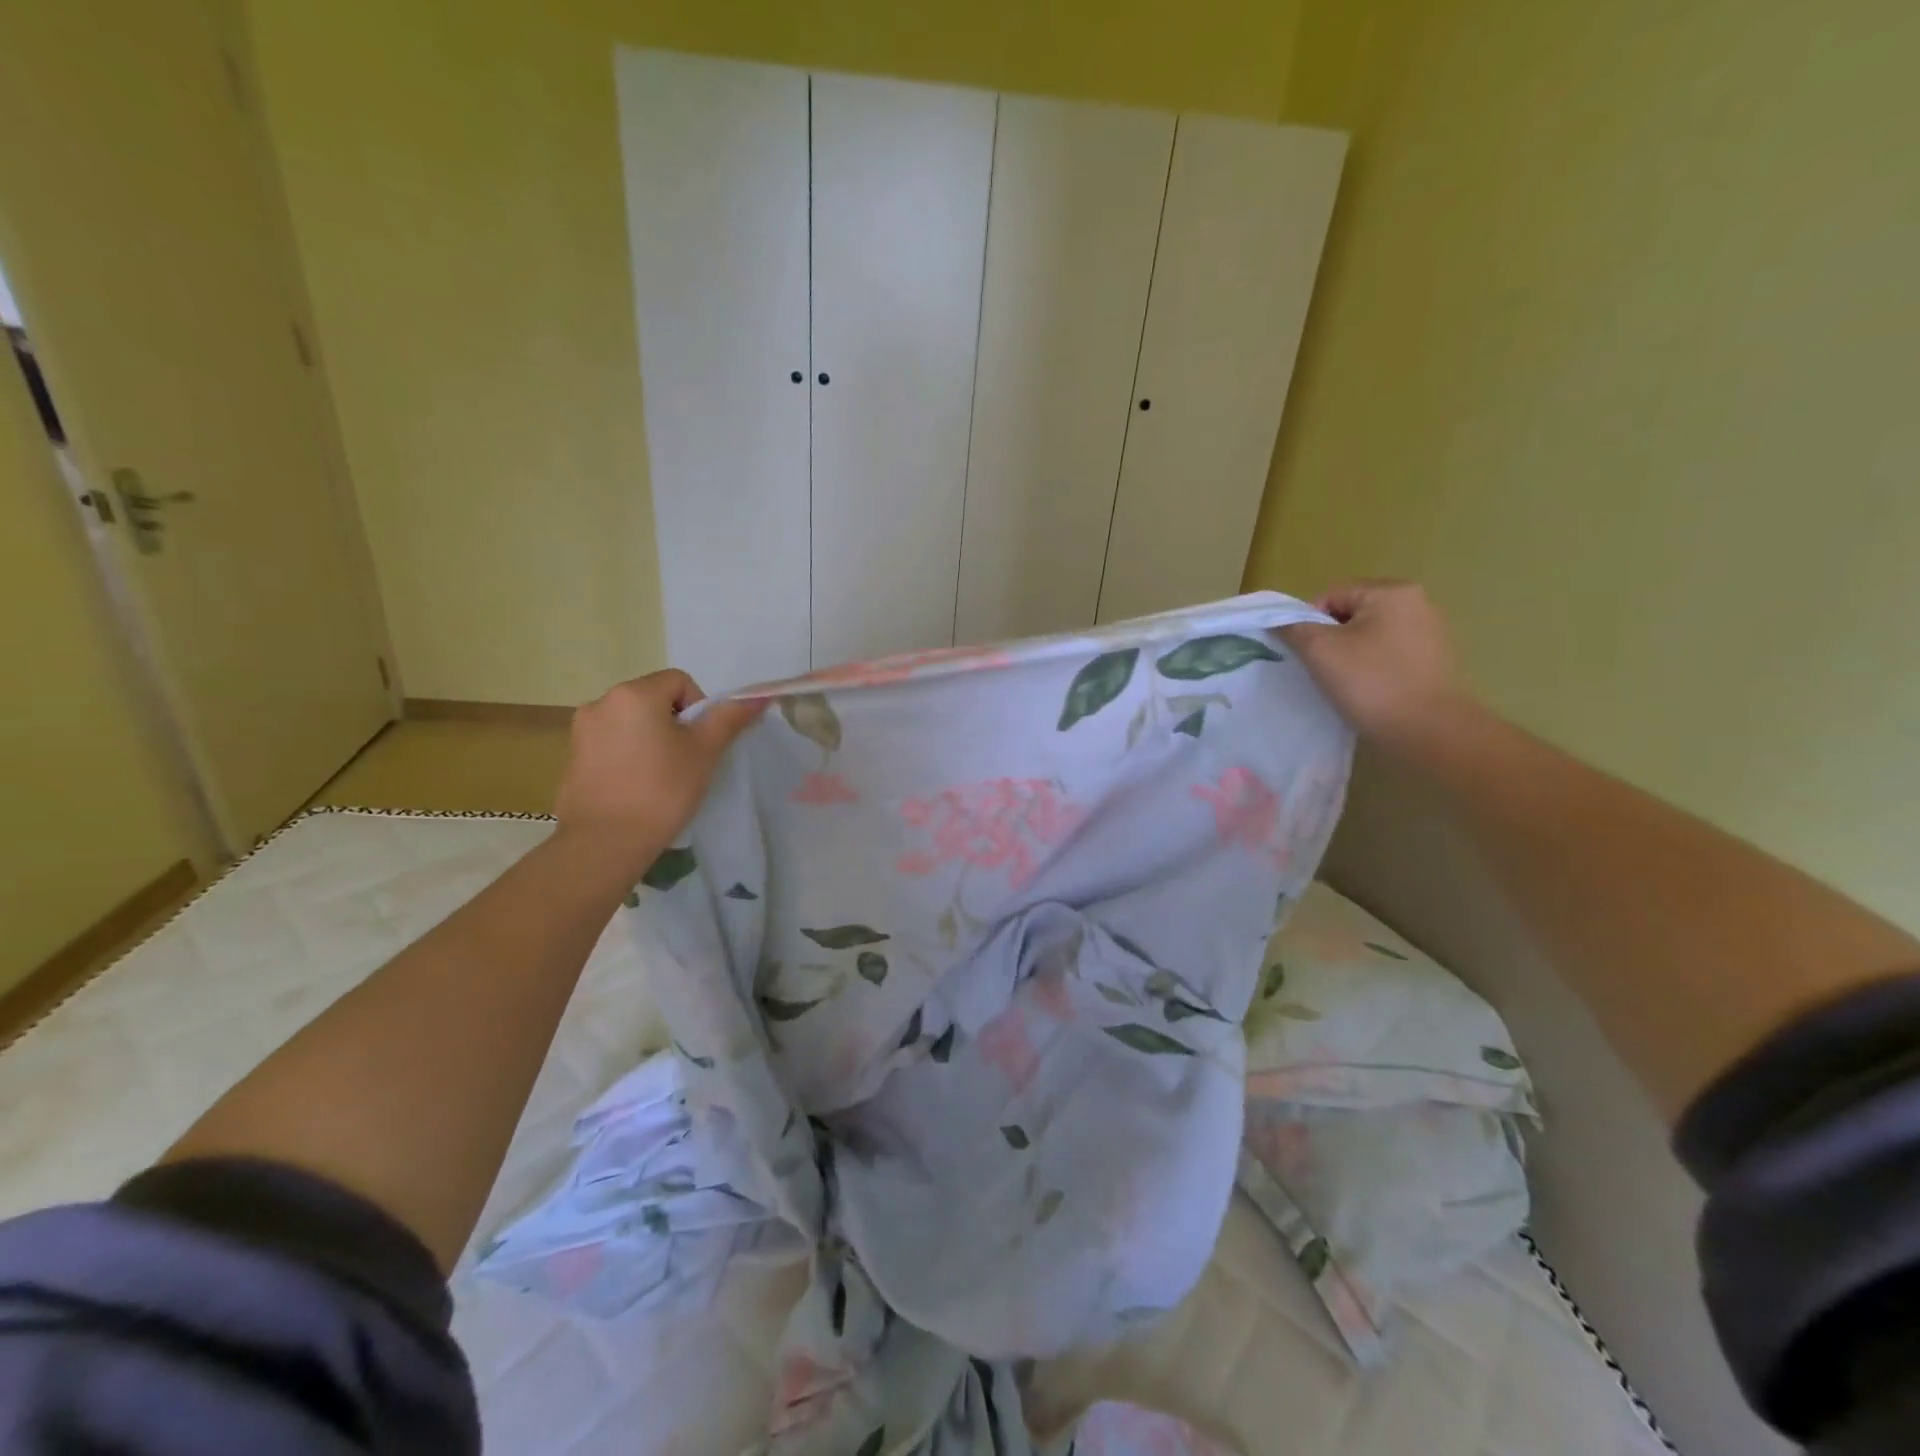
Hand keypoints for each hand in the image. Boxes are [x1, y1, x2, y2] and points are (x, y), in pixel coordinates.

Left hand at [554, 670, 764, 877]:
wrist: (604, 842)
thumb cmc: (661, 790)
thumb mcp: (704, 752)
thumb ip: (729, 719)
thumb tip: (759, 697)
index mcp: (634, 694)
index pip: (680, 682)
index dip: (699, 708)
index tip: (700, 744)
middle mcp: (601, 702)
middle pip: (653, 699)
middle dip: (674, 724)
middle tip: (686, 761)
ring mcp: (582, 731)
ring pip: (632, 723)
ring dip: (651, 739)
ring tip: (660, 777)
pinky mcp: (573, 757)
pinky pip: (611, 744)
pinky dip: (628, 756)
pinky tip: (636, 787)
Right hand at [1279, 580, 1468, 746]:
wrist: (1427, 730)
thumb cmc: (1371, 682)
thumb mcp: (1320, 651)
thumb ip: (1293, 628)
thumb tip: (1278, 621)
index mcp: (1391, 591)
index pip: (1331, 596)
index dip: (1309, 623)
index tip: (1306, 654)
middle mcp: (1416, 602)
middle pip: (1350, 614)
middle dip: (1330, 638)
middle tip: (1322, 669)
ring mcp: (1429, 631)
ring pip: (1368, 634)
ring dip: (1349, 654)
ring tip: (1344, 681)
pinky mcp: (1433, 658)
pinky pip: (1387, 652)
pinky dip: (1370, 666)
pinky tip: (1367, 688)